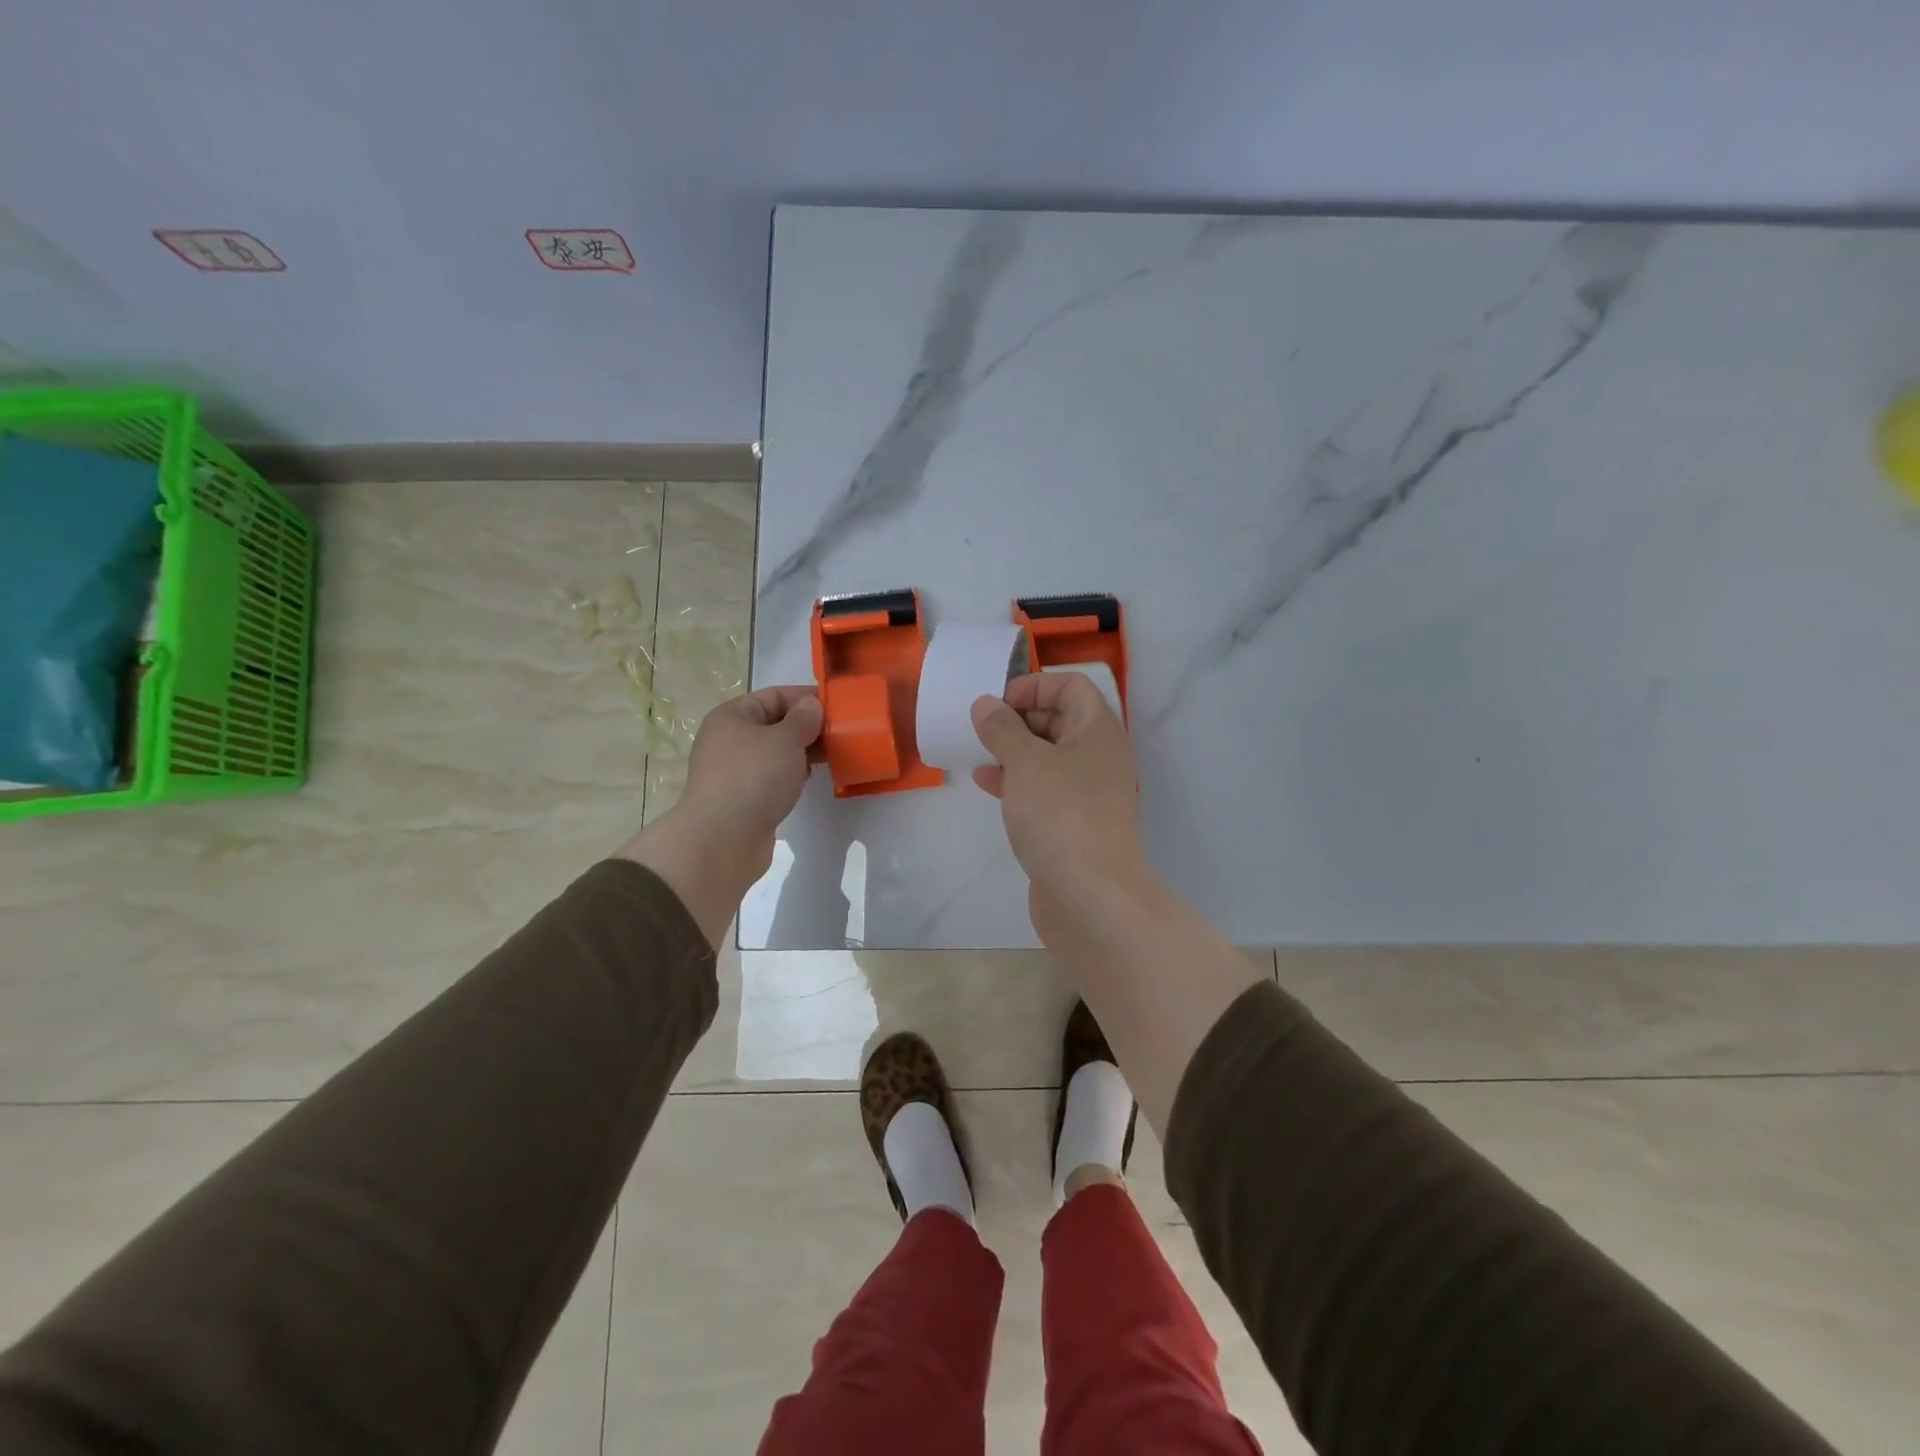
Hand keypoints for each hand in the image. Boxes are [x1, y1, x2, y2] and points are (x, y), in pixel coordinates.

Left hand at [679, 685, 822, 869]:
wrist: (723, 839)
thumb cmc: (755, 778)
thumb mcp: (786, 740)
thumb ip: (804, 719)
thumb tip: (811, 706)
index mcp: (732, 716)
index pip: (775, 695)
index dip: (807, 698)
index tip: (838, 708)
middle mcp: (729, 739)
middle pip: (775, 724)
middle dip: (807, 728)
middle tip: (841, 734)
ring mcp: (734, 771)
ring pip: (775, 753)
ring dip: (802, 753)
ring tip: (832, 757)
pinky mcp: (743, 798)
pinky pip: (772, 777)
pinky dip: (791, 776)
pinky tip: (810, 781)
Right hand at [970, 672, 1147, 931]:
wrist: (1090, 894)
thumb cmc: (1060, 813)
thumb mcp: (1025, 761)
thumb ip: (1002, 728)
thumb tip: (986, 705)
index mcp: (1099, 730)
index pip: (1071, 686)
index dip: (1034, 685)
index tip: (997, 703)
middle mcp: (1100, 756)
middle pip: (1061, 719)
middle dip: (1020, 718)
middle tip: (983, 728)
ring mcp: (1089, 792)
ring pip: (1049, 757)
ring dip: (1014, 750)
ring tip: (979, 752)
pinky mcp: (1075, 823)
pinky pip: (1045, 789)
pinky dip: (1017, 781)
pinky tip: (986, 784)